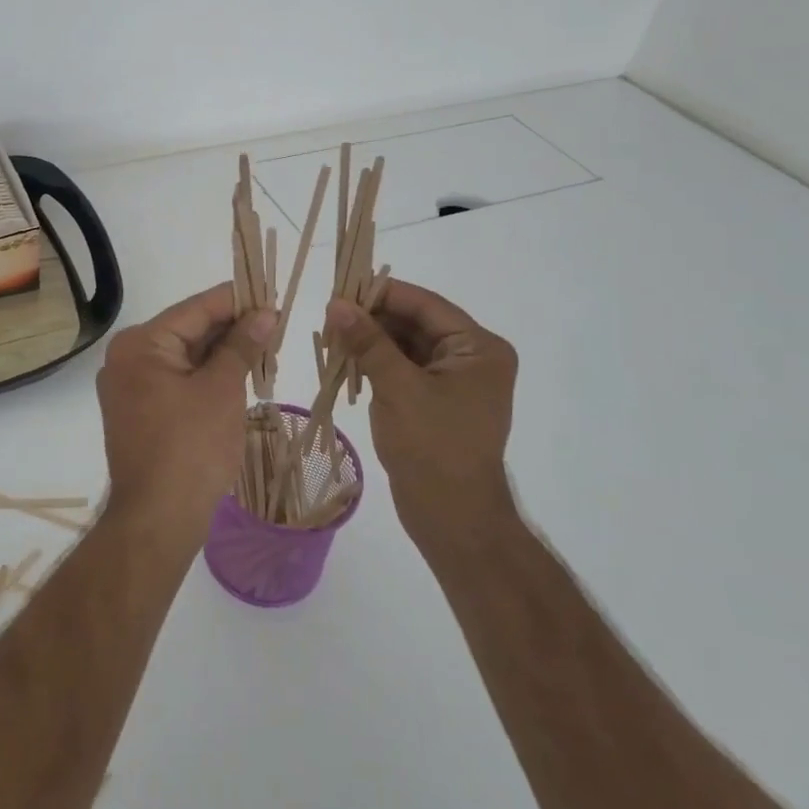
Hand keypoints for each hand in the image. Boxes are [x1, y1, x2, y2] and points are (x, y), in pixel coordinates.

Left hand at [96, 284, 274, 538]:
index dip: (237, 301)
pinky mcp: (139, 412)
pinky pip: (178, 381)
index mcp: (140, 344)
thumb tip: (264, 314)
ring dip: (224, 354)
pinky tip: (241, 376)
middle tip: (277, 328)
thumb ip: (242, 345)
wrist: (158, 521)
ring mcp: (130, 387)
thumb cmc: (191, 448)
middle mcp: (127, 358)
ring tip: (267, 352)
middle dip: (233, 329)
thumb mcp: (222, 389)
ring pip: (186, 357)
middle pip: (189, 330)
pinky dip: (208, 377)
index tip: (273, 296)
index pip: (196, 308)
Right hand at [327, 280, 519, 548]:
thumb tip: (336, 303)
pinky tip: (346, 362)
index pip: (425, 305)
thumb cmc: (433, 447)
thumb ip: (368, 342)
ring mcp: (454, 381)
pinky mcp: (436, 402)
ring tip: (331, 338)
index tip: (340, 289)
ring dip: (371, 342)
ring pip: (406, 346)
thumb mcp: (397, 387)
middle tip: (329, 317)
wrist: (453, 519)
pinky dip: (376, 364)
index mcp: (478, 347)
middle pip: (416, 323)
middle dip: (373, 319)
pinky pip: (404, 369)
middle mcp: (472, 358)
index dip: (382, 294)